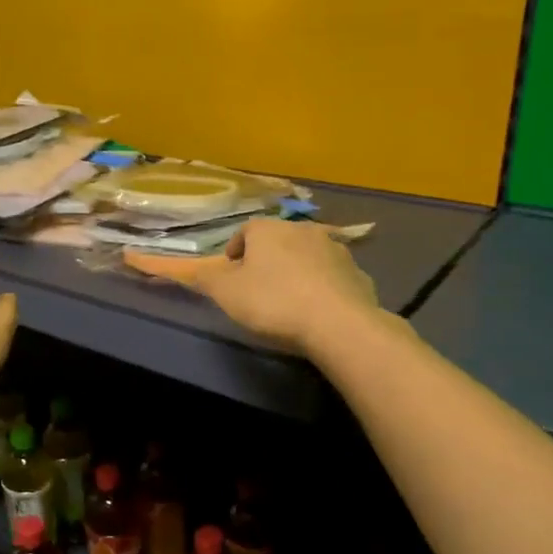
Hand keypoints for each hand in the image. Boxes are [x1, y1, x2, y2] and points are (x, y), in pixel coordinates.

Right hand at [191, 218, 379, 354]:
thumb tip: (194, 270)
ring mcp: (335, 250)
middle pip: (278, 240)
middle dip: (267, 258)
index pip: (245, 230)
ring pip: (308, 255)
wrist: (338, 323)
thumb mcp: (226, 293)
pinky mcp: (358, 273)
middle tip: (258, 284)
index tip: (231, 269)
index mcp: (268, 230)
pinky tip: (317, 308)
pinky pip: (332, 276)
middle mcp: (303, 230)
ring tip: (290, 296)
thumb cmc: (273, 302)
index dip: (236, 249)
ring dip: (297, 269)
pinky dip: (322, 286)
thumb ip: (207, 279)